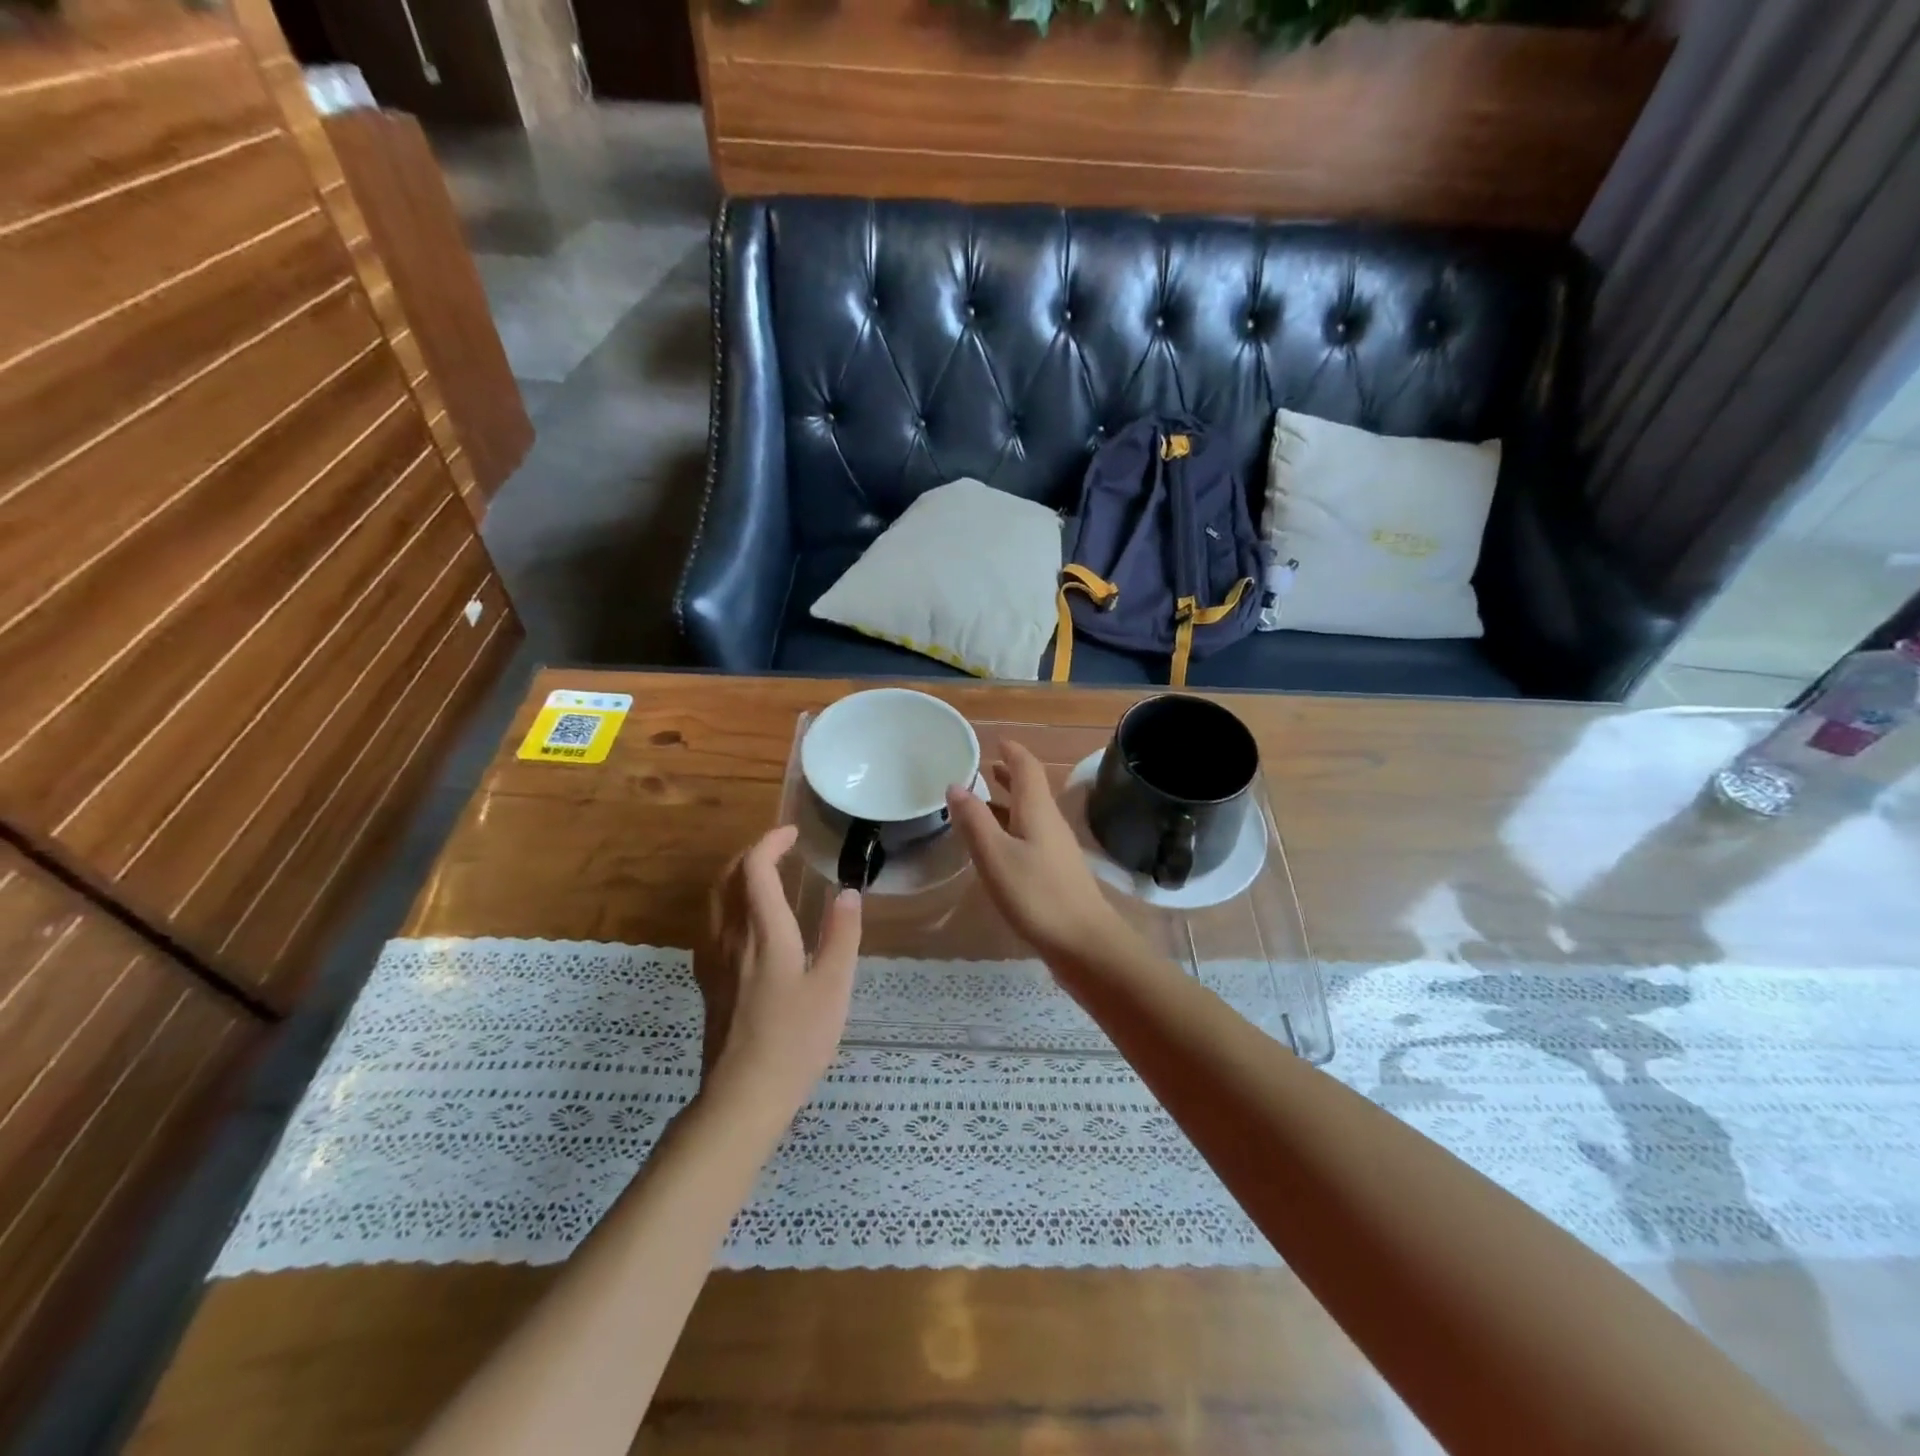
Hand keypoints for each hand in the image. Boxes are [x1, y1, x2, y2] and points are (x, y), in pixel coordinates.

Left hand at [697, 826, 861, 1124]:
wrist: (742, 1096)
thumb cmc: (795, 1040)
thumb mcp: (834, 987)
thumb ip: (841, 935)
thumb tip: (848, 892)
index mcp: (764, 932)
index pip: (755, 869)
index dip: (770, 843)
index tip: (792, 834)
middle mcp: (731, 938)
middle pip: (727, 878)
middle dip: (750, 854)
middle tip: (779, 850)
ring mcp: (714, 961)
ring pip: (715, 901)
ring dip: (736, 877)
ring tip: (764, 878)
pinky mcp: (708, 983)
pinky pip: (712, 926)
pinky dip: (728, 906)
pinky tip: (747, 926)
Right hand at [947, 741, 1129, 968]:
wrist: (1084, 942)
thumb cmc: (1037, 895)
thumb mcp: (996, 855)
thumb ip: (974, 820)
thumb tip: (956, 784)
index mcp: (1037, 810)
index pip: (1027, 768)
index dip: (1012, 751)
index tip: (996, 740)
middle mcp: (1050, 823)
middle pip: (1030, 789)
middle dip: (1008, 775)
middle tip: (984, 767)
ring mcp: (1056, 849)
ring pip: (1029, 814)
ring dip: (1008, 802)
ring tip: (981, 802)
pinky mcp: (1056, 872)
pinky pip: (1030, 837)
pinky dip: (1011, 829)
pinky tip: (997, 846)